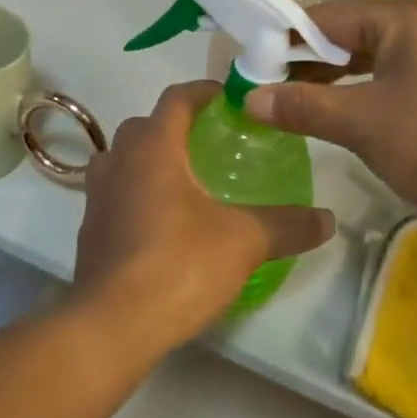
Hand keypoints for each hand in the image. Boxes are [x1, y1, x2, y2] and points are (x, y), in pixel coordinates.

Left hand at [70, 81, 335, 354]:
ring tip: (186, 181)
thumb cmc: (179, 265)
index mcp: (154, 148)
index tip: (228, 98)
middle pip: (146, 126)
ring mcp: (97, 196)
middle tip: (211, 143)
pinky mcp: (89, 230)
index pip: (176, 98)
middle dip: (176, 127)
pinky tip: (162, 223)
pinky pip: (115, 194)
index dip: (203, 91)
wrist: (112, 326)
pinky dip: (137, 194)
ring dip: (150, 160)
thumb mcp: (245, 242)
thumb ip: (287, 224)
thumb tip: (328, 219)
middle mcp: (119, 160)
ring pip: (123, 159)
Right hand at [245, 0, 416, 246]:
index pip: (328, 16)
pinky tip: (341, 116)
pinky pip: (394, 80)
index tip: (249, 64)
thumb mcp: (363, 124)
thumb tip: (248, 97)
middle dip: (306, 62)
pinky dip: (362, 94)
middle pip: (350, 35)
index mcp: (406, 19)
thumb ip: (304, 106)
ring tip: (293, 104)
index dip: (284, 39)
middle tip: (265, 88)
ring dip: (332, 81)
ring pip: (372, 60)